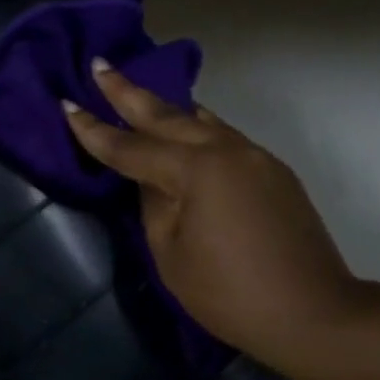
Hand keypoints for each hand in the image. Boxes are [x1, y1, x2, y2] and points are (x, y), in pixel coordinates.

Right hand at [63, 61, 361, 378]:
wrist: (312, 313)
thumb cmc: (230, 295)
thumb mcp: (172, 256)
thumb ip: (154, 208)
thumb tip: (154, 181)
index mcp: (196, 171)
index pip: (132, 147)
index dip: (95, 130)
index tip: (66, 104)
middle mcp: (228, 151)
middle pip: (169, 116)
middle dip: (130, 93)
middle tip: (101, 67)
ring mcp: (257, 158)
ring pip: (203, 122)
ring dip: (168, 107)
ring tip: (140, 93)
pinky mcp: (275, 173)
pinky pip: (225, 139)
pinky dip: (198, 130)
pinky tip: (187, 132)